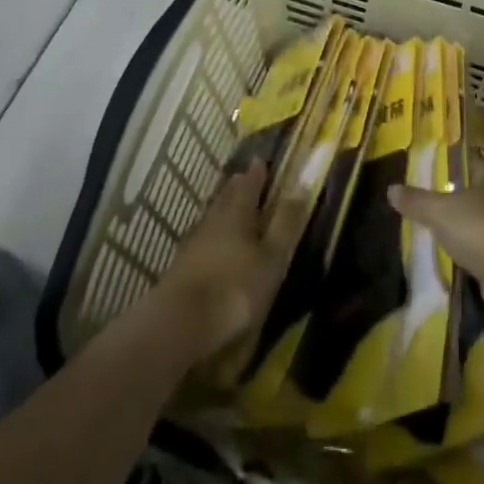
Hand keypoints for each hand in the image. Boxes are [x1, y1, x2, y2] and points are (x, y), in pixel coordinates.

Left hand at [150, 162, 300, 363]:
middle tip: (245, 176)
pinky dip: (210, 232)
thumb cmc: (235, 288)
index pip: (249, 183)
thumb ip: (286, 222)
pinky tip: (211, 242)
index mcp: (238, 212)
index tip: (261, 160)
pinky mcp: (181, 264)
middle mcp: (214, 218)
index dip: (257, 172)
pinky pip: (201, 236)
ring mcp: (194, 241)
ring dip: (222, 206)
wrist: (181, 323)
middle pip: (227, 195)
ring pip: (212, 214)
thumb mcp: (272, 258)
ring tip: (230, 203)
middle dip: (238, 186)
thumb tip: (302, 182)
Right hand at [388, 155, 483, 326]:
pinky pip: (483, 251)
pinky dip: (469, 254)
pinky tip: (449, 258)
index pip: (468, 160)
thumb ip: (416, 200)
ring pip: (479, 222)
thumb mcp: (439, 211)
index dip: (448, 163)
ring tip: (431, 231)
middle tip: (423, 202)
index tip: (425, 170)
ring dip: (461, 229)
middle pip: (473, 192)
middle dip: (452, 198)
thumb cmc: (480, 229)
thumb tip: (391, 189)